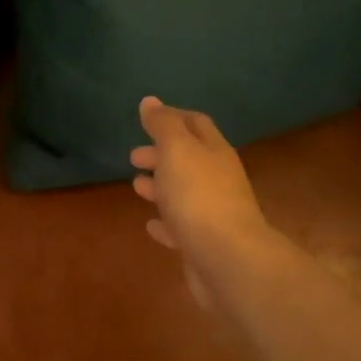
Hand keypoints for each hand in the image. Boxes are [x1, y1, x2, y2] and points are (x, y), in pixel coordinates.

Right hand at [130, 96, 282, 312]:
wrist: (226, 259)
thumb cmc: (198, 196)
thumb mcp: (177, 151)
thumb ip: (163, 125)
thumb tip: (150, 101)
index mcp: (214, 152)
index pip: (195, 124)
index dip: (172, 117)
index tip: (147, 118)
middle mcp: (218, 179)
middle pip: (189, 160)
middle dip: (162, 154)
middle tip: (133, 156)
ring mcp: (212, 213)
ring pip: (184, 193)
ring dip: (161, 187)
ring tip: (137, 186)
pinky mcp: (203, 244)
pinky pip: (180, 228)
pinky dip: (165, 223)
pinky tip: (151, 225)